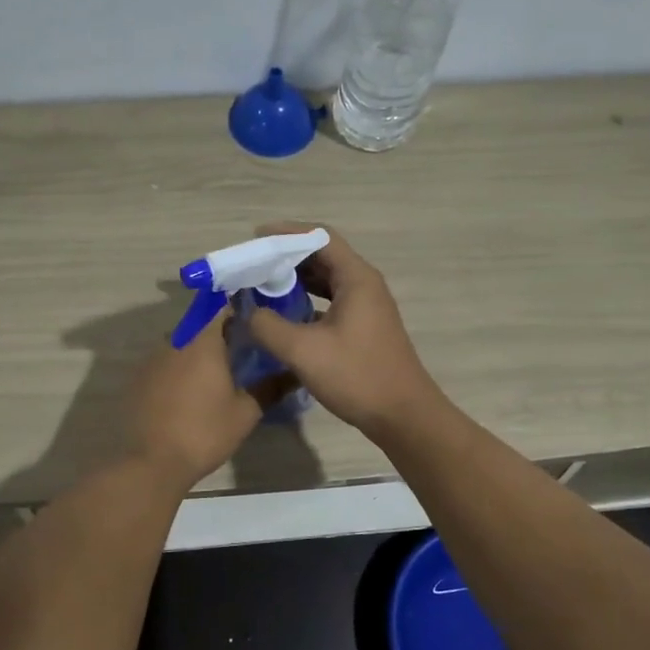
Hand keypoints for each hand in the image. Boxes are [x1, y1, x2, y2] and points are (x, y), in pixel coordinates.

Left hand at [123, 314, 273, 488]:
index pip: (222, 306)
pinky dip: (181, 368)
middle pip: (201, 324)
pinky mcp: (139, 378)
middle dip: (222, 332)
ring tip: (220, 371)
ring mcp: (153, 359)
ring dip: (200, 351)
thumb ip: (270, 388)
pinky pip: (166, 362)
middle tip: (244, 349)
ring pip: (183, 343)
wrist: (151, 463)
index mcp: (202, 341)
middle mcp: (175, 340)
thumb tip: (294, 373)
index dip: (241, 309)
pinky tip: (192, 390)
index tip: (258, 320)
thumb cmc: (204, 432)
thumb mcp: (245, 413)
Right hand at [242, 225, 444, 435]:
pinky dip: (306, 301)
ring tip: (261, 286)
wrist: (403, 416)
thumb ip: (268, 326)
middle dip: (286, 257)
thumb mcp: (303, 351)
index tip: (255, 239)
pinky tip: (283, 315)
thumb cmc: (356, 376)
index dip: (286, 233)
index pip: (319, 237)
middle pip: (322, 256)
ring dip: (295, 280)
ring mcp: (366, 307)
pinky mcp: (364, 327)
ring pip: (326, 280)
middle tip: (252, 265)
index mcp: (356, 278)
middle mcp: (363, 285)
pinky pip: (330, 301)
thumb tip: (247, 311)